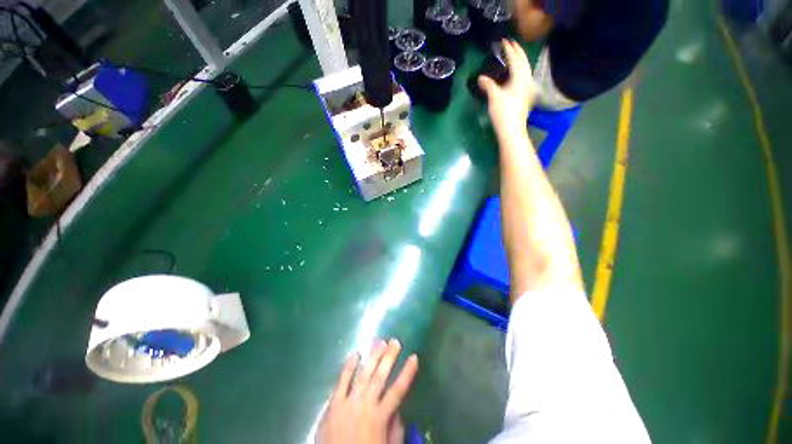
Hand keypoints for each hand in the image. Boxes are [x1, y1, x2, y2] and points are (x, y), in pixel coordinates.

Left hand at [317, 339, 418, 443]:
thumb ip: (395, 427)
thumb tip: (398, 407)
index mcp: (381, 416)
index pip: (399, 389)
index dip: (407, 373)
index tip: (414, 357)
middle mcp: (367, 405)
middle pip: (381, 376)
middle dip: (390, 357)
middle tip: (396, 342)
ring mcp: (349, 402)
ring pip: (364, 374)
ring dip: (373, 357)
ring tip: (381, 342)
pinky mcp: (334, 404)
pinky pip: (342, 381)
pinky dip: (349, 366)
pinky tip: (356, 354)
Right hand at [478, 40, 538, 138]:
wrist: (512, 130)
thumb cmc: (503, 113)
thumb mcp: (494, 97)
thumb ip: (488, 85)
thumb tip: (481, 77)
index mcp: (520, 77)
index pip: (515, 58)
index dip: (509, 49)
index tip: (504, 40)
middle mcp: (527, 80)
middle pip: (524, 61)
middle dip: (518, 51)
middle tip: (511, 44)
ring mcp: (528, 89)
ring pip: (525, 69)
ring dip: (520, 60)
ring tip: (514, 56)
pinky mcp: (526, 96)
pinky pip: (524, 77)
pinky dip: (519, 70)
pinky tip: (515, 74)